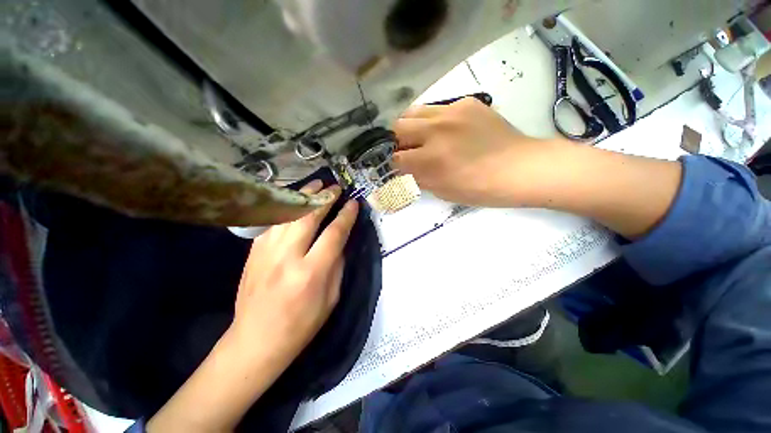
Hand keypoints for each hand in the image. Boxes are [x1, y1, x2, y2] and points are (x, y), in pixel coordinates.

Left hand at [147, 180, 358, 432]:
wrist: (256, 341)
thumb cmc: (301, 325)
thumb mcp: (331, 298)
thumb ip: (337, 265)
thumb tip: (339, 241)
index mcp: (311, 272)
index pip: (334, 234)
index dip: (346, 216)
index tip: (353, 203)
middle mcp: (288, 257)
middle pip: (308, 217)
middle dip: (324, 198)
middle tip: (335, 187)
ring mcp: (266, 253)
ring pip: (287, 214)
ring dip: (304, 197)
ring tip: (316, 185)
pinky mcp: (254, 253)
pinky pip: (273, 223)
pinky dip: (286, 209)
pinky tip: (294, 202)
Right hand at [392, 97, 567, 206]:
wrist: (519, 168)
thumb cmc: (480, 188)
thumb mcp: (443, 191)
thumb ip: (420, 178)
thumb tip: (406, 169)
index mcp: (430, 159)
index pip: (396, 157)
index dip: (396, 163)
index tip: (401, 166)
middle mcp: (436, 131)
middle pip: (397, 127)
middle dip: (397, 141)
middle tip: (408, 149)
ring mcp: (451, 112)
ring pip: (413, 111)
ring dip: (412, 126)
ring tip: (422, 136)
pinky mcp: (466, 102)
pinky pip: (438, 108)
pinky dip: (434, 120)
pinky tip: (447, 130)